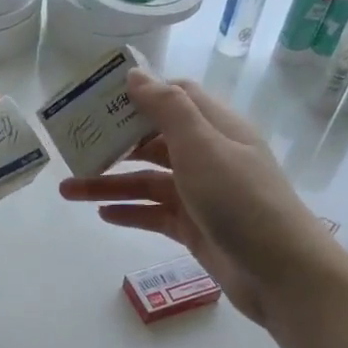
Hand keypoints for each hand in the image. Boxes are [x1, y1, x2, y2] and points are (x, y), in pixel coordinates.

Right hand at [58, 68, 329, 324]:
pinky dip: (129, 212)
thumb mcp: (203, 147)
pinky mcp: (194, 228)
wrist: (279, 271)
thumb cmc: (241, 200)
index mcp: (215, 127)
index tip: (97, 101)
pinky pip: (154, 214)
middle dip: (114, 144)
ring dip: (109, 183)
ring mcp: (200, 195)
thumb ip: (168, 110)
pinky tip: (102, 215)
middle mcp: (208, 156)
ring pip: (147, 182)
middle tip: (73, 148)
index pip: (174, 98)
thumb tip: (135, 75)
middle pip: (153, 141)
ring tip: (67, 190)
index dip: (138, 95)